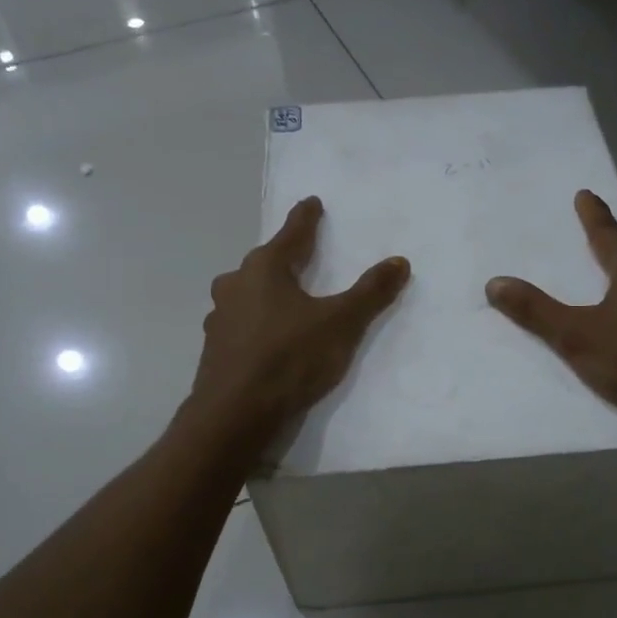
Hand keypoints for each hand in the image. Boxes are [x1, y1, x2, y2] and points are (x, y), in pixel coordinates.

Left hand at [189, 197, 409, 437]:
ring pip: (247, 293)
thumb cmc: (290, 359)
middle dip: (283, 257)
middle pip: (264, 263)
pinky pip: (241, 323)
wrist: (235, 415)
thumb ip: (370, 292)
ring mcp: (220, 318)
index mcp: (264, 269)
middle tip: (302, 253)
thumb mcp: (340, 324)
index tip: (311, 202)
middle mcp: (235, 285)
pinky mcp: (216, 349)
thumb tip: (399, 261)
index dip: (305, 218)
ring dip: (266, 291)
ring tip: (286, 297)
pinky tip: (267, 337)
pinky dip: (257, 321)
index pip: (290, 234)